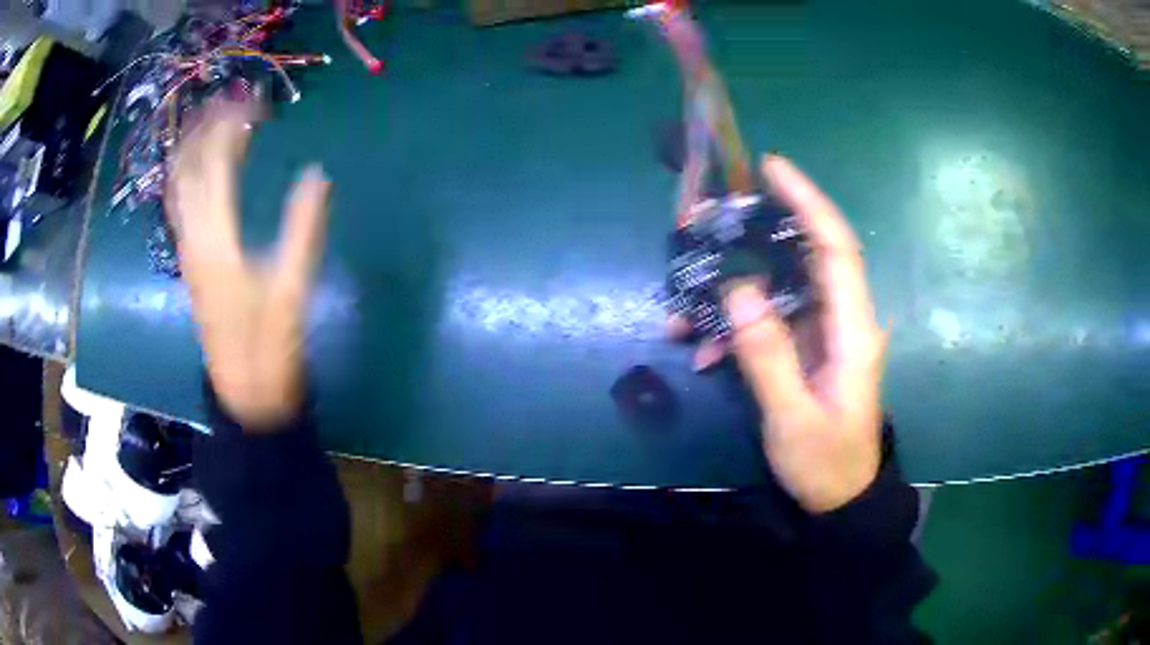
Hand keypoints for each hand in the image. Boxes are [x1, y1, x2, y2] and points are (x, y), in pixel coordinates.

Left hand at [165, 100, 330, 429]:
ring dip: (190, 147)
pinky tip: (196, 167)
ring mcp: (187, 250)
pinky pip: (179, 206)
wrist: (244, 392)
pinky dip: (185, 176)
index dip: (231, 126)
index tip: (254, 102)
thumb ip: (303, 229)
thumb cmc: (267, 345)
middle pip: (187, 168)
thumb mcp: (291, 289)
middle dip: (205, 128)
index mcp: (216, 240)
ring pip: (177, 186)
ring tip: (209, 120)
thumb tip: (317, 175)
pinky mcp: (190, 261)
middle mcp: (193, 238)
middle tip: (230, 100)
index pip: (215, 165)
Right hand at [684, 155, 886, 512]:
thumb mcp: (792, 419)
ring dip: (732, 292)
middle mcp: (843, 319)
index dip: (808, 202)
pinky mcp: (808, 346)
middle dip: (756, 233)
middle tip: (707, 221)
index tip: (772, 168)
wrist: (840, 497)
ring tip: (683, 309)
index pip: (836, 248)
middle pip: (805, 255)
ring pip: (779, 288)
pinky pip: (770, 320)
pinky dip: (735, 327)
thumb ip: (769, 356)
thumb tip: (738, 290)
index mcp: (853, 330)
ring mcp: (824, 332)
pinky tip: (701, 349)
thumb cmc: (825, 462)